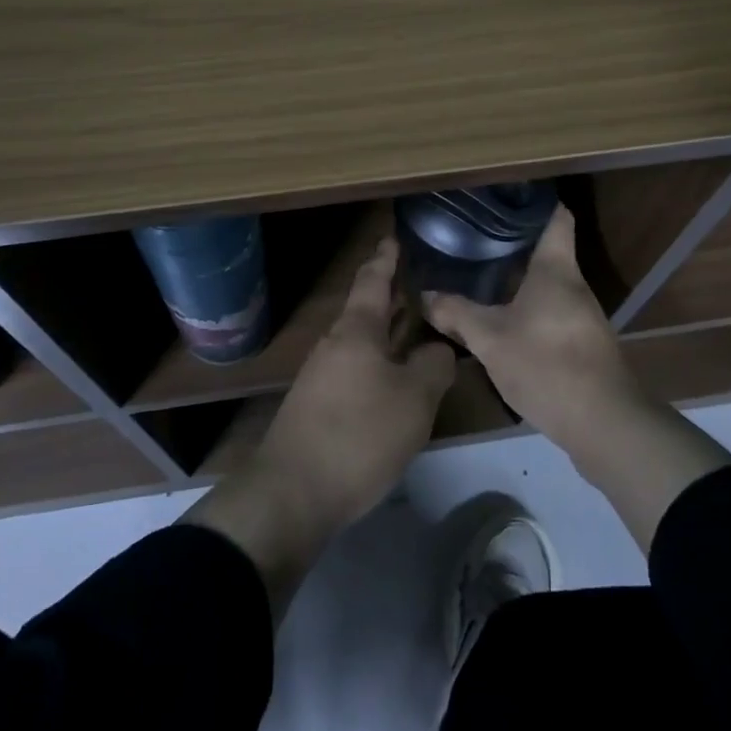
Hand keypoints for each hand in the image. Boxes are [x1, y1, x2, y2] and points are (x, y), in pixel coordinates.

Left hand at [184, 235, 454, 616]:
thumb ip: (433, 366)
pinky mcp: (318, 406)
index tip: (393, 238)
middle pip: (366, 311)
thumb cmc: (358, 434)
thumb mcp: (413, 401)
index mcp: (356, 330)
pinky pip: (356, 370)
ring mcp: (322, 375)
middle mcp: (335, 343)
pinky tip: (395, 382)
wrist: (292, 492)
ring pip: (362, 343)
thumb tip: (438, 349)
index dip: (385, 259)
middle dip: (392, 298)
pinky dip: (378, 363)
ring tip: (416, 331)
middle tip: (420, 286)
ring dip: (387, 334)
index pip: (372, 281)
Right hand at [422, 205, 730, 550]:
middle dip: (512, 242)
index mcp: (556, 269)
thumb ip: (457, 314)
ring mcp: (582, 316)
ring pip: (546, 284)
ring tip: (480, 274)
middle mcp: (573, 285)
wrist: (604, 425)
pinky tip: (500, 320)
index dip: (535, 201)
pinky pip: (550, 312)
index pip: (556, 216)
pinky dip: (526, 308)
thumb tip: (426, 295)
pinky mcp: (583, 344)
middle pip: (546, 250)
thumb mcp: (490, 339)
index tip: (505, 194)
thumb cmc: (547, 364)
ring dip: (518, 279)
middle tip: (474, 235)